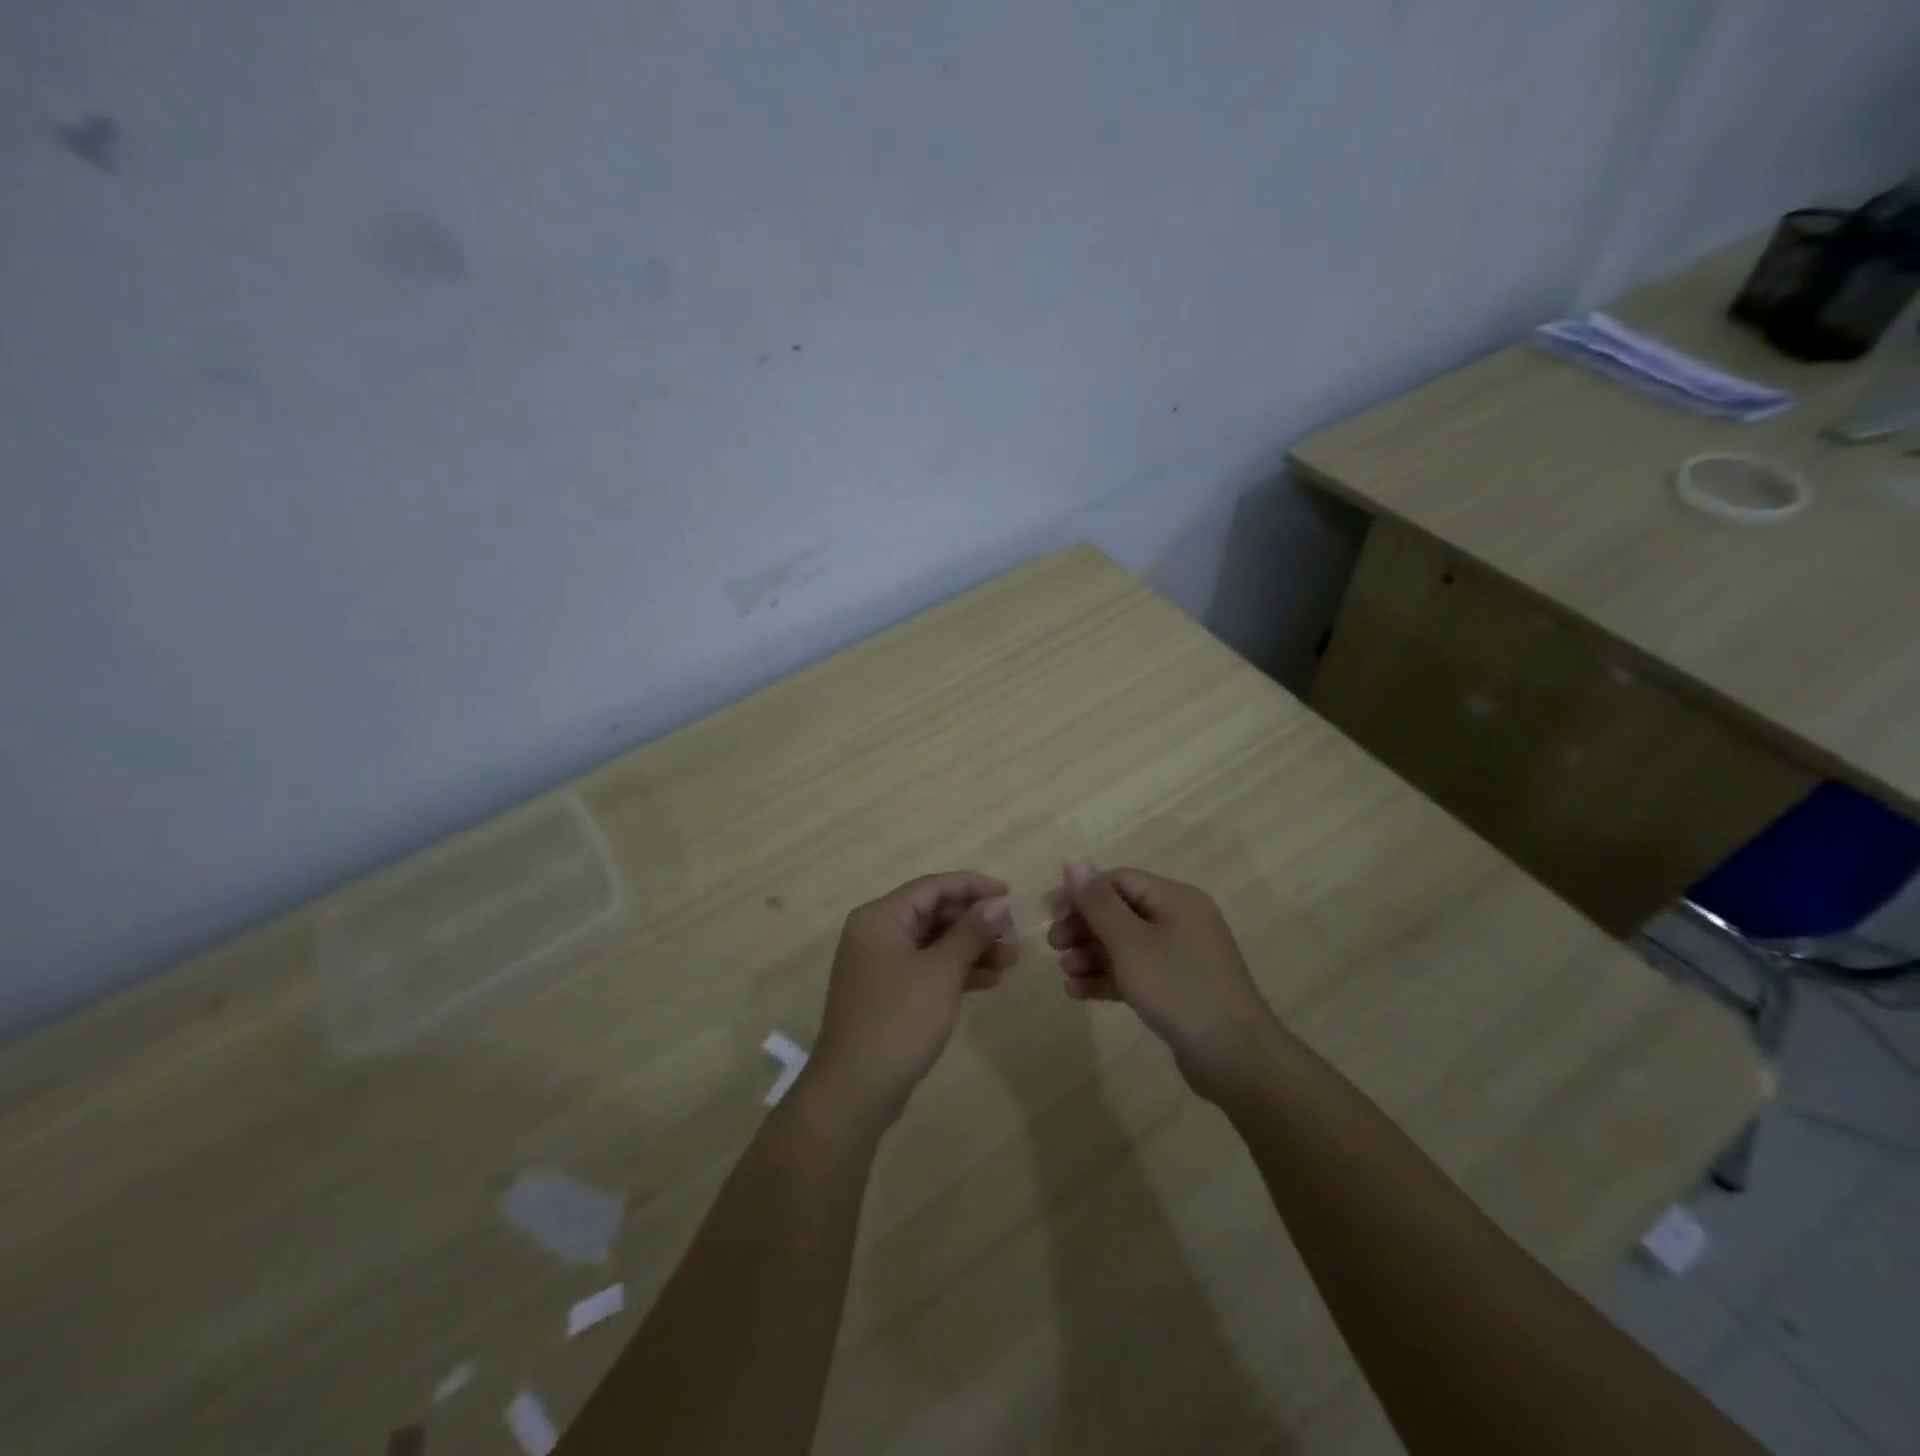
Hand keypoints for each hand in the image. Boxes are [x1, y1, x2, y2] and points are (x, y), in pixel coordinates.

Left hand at [804, 872, 1015, 1127]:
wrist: (856, 1089)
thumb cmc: (899, 1019)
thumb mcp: (941, 971)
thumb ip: (971, 932)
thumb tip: (997, 903)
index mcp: (880, 917)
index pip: (932, 887)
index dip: (973, 887)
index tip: (1010, 893)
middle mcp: (876, 934)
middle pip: (933, 914)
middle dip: (975, 922)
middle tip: (1014, 933)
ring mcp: (880, 966)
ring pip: (933, 944)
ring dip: (971, 948)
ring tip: (1012, 960)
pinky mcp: (888, 995)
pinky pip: (927, 970)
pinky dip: (956, 972)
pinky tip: (991, 980)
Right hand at [1047, 862, 1279, 1102]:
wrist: (1234, 1057)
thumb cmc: (1178, 988)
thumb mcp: (1131, 942)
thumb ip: (1099, 903)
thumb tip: (1074, 862)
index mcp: (1175, 899)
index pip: (1119, 881)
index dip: (1082, 893)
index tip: (1050, 914)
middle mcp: (1180, 921)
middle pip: (1120, 912)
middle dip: (1084, 926)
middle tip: (1054, 946)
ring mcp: (1181, 957)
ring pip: (1125, 945)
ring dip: (1091, 954)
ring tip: (1065, 972)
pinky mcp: (1177, 989)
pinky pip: (1135, 973)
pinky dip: (1107, 977)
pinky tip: (1078, 992)